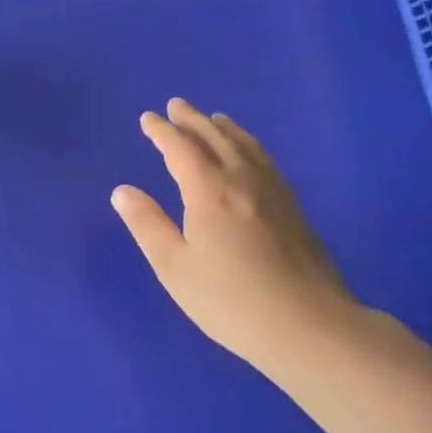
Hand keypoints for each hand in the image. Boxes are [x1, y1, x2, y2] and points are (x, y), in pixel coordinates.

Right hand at [112, 99, 362, 371]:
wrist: (309, 326)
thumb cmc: (230, 300)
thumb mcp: (175, 267)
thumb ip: (147, 224)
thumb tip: (122, 191)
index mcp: (208, 191)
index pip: (180, 149)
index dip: (162, 131)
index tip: (148, 118)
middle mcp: (241, 180)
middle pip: (215, 138)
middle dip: (192, 120)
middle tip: (177, 105)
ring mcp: (272, 191)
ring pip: (245, 145)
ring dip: (224, 128)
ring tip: (213, 118)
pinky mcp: (293, 207)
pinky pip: (265, 159)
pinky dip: (249, 144)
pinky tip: (249, 154)